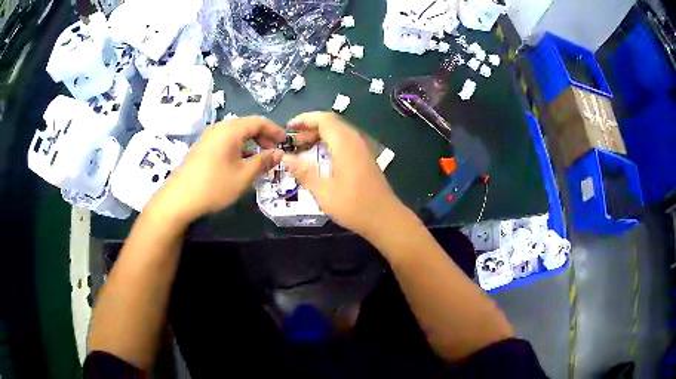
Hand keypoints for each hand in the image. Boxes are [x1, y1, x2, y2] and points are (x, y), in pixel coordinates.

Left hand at [149, 116, 285, 223]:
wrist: (179, 198)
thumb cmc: (214, 186)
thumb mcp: (243, 176)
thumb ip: (263, 161)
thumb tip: (279, 153)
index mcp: (230, 130)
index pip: (258, 121)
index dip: (274, 130)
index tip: (286, 142)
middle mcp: (219, 128)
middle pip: (246, 126)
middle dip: (263, 137)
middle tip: (274, 153)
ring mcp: (208, 138)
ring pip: (235, 135)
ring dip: (250, 144)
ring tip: (259, 160)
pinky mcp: (201, 148)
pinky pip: (225, 142)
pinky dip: (238, 148)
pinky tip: (240, 164)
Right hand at [282, 112, 411, 238]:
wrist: (386, 219)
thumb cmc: (354, 206)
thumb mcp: (324, 191)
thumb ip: (304, 172)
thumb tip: (284, 158)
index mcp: (345, 144)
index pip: (324, 119)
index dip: (304, 119)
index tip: (288, 127)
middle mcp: (355, 141)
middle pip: (331, 123)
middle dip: (310, 127)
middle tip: (292, 141)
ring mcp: (362, 149)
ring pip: (338, 132)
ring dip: (319, 136)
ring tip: (302, 149)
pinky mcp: (365, 158)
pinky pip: (344, 142)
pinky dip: (329, 144)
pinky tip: (320, 159)